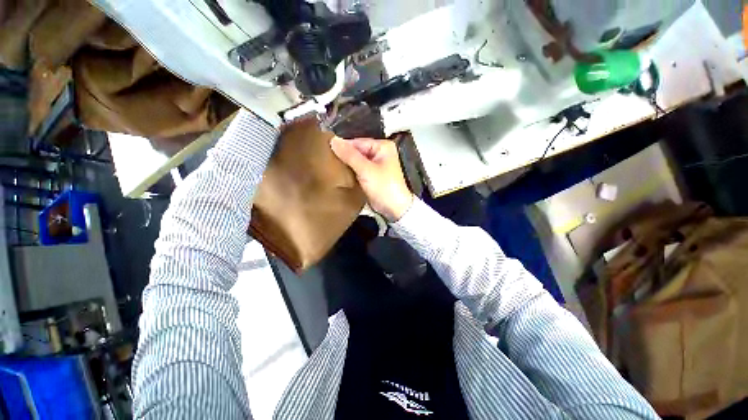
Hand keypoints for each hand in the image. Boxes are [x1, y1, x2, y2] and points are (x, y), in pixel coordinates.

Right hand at [330, 137, 413, 221]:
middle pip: (357, 151)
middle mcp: (380, 153)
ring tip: (331, 167)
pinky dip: (351, 172)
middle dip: (344, 156)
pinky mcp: (372, 176)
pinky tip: (340, 174)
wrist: (394, 208)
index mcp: (383, 146)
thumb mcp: (366, 170)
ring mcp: (376, 165)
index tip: (327, 151)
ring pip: (356, 161)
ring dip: (346, 164)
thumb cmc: (384, 187)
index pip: (358, 142)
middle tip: (327, 160)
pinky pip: (358, 170)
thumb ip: (350, 155)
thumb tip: (333, 140)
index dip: (343, 147)